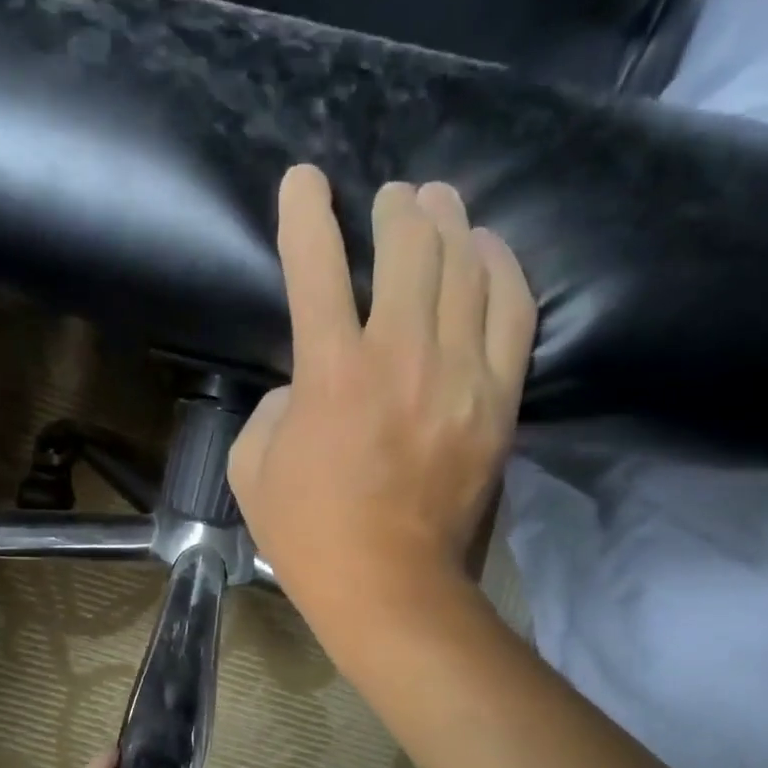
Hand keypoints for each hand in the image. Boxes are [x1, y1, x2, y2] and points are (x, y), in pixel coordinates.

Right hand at [229, 166, 535, 638]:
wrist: (390, 586)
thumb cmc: (309, 534)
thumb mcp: (253, 469)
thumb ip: (272, 406)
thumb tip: (304, 382)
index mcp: (331, 372)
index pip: (316, 265)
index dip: (305, 212)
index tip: (304, 182)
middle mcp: (401, 355)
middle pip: (409, 247)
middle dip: (394, 209)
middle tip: (390, 200)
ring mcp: (460, 374)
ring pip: (467, 266)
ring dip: (449, 224)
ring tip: (438, 206)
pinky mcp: (499, 399)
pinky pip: (515, 311)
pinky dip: (504, 268)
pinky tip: (490, 250)